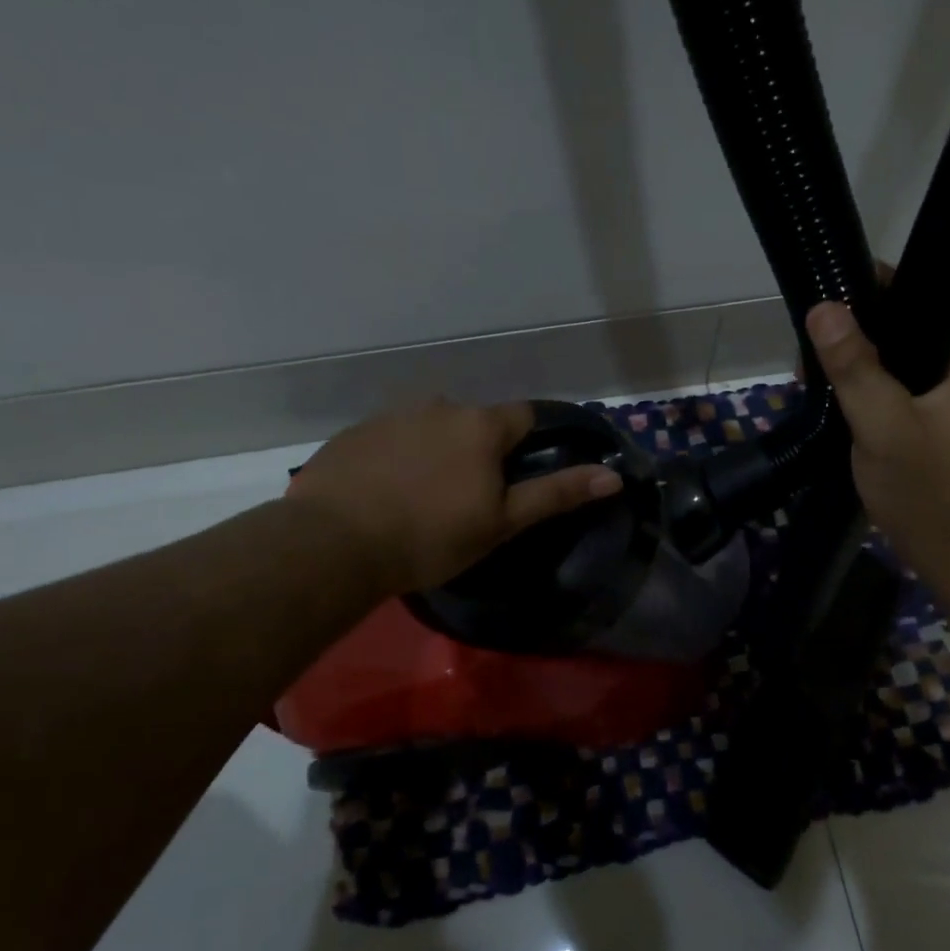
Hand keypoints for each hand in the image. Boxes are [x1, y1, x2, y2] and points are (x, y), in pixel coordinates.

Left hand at [289, 400, 621, 595]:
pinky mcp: (353, 434)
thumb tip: (614, 475)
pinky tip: (383, 495)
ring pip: (430, 428)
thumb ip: (556, 494)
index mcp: (480, 425)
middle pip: (473, 422)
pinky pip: (389, 440)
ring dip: (435, 452)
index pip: (523, 416)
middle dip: (477, 451)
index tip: (515, 477)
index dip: (527, 444)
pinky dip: (396, 459)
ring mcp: (390, 416)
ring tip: (420, 500)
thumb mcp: (502, 522)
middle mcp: (438, 406)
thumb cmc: (431, 536)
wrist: (334, 544)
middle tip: (466, 500)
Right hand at [807, 301, 949, 587]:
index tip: (819, 315)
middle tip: (806, 365)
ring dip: (853, 373)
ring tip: (811, 385)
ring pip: (894, 367)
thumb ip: (854, 367)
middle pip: (901, 334)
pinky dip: (864, 397)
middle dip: (851, 343)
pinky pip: (895, 395)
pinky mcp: (936, 428)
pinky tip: (834, 409)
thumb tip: (823, 306)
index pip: (915, 302)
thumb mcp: (883, 426)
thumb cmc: (926, 491)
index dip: (865, 299)